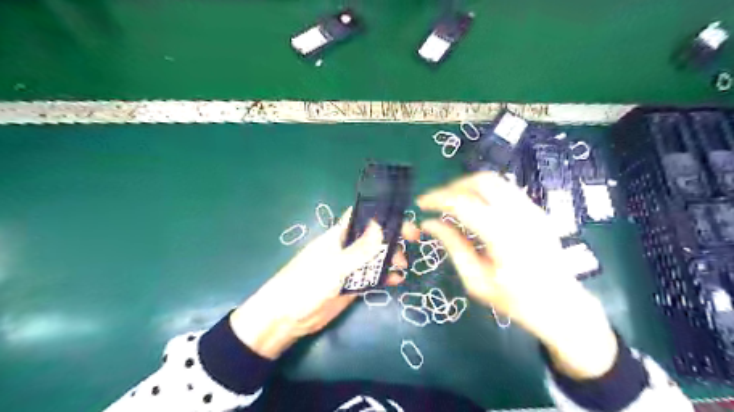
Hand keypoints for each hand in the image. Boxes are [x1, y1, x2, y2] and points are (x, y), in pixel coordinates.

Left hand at [229, 208, 418, 358]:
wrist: (288, 317)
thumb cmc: (306, 284)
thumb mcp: (334, 266)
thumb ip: (358, 250)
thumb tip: (379, 225)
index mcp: (339, 236)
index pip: (362, 217)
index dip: (382, 214)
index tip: (403, 218)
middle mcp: (346, 248)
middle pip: (374, 236)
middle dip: (393, 237)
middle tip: (414, 241)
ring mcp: (350, 267)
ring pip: (376, 257)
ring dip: (392, 257)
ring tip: (403, 265)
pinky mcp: (353, 285)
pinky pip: (373, 277)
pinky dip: (385, 276)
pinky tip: (397, 280)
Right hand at [415, 171, 614, 379]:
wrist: (561, 306)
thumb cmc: (515, 301)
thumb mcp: (476, 280)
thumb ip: (453, 246)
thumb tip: (428, 223)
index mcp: (503, 237)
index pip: (463, 203)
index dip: (437, 199)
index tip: (420, 203)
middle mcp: (521, 215)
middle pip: (481, 181)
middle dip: (453, 186)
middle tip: (438, 202)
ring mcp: (533, 210)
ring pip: (495, 180)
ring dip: (468, 186)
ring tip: (453, 203)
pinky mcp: (537, 210)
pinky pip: (505, 189)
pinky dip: (484, 192)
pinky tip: (475, 208)